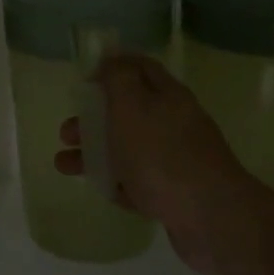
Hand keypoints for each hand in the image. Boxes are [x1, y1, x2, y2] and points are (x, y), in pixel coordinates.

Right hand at [53, 55, 250, 274]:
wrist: (210, 217)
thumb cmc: (162, 154)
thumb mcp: (132, 106)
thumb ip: (118, 79)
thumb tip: (111, 58)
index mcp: (167, 96)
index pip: (140, 68)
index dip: (112, 68)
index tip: (84, 80)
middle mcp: (174, 123)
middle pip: (128, 112)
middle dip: (93, 118)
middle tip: (67, 132)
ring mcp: (175, 160)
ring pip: (127, 149)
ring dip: (94, 153)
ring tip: (64, 165)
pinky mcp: (173, 194)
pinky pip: (137, 182)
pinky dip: (115, 181)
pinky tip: (95, 187)